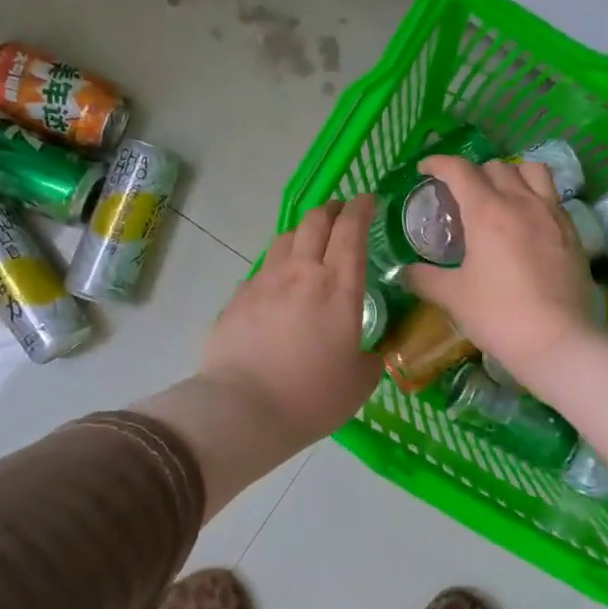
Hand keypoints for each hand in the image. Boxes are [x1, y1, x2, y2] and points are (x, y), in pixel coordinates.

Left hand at [200, 195, 381, 455]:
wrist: (243, 409)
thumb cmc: (312, 396)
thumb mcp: (359, 382)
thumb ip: (370, 358)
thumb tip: (369, 352)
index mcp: (339, 287)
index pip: (351, 230)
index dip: (361, 208)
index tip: (368, 199)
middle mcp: (302, 273)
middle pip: (315, 221)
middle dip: (331, 209)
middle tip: (340, 213)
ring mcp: (264, 282)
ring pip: (284, 239)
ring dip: (302, 233)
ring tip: (308, 244)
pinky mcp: (237, 298)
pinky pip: (261, 270)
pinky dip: (276, 267)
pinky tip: (277, 287)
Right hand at [404, 156, 595, 380]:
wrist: (557, 341)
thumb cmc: (498, 315)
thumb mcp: (454, 297)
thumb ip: (425, 279)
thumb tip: (404, 273)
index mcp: (487, 212)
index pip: (459, 170)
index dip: (438, 163)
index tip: (426, 169)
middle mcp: (521, 202)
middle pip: (495, 167)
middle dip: (473, 173)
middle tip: (461, 195)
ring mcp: (551, 214)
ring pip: (532, 171)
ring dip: (511, 174)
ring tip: (501, 194)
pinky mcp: (572, 232)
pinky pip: (552, 197)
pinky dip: (535, 196)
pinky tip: (527, 222)